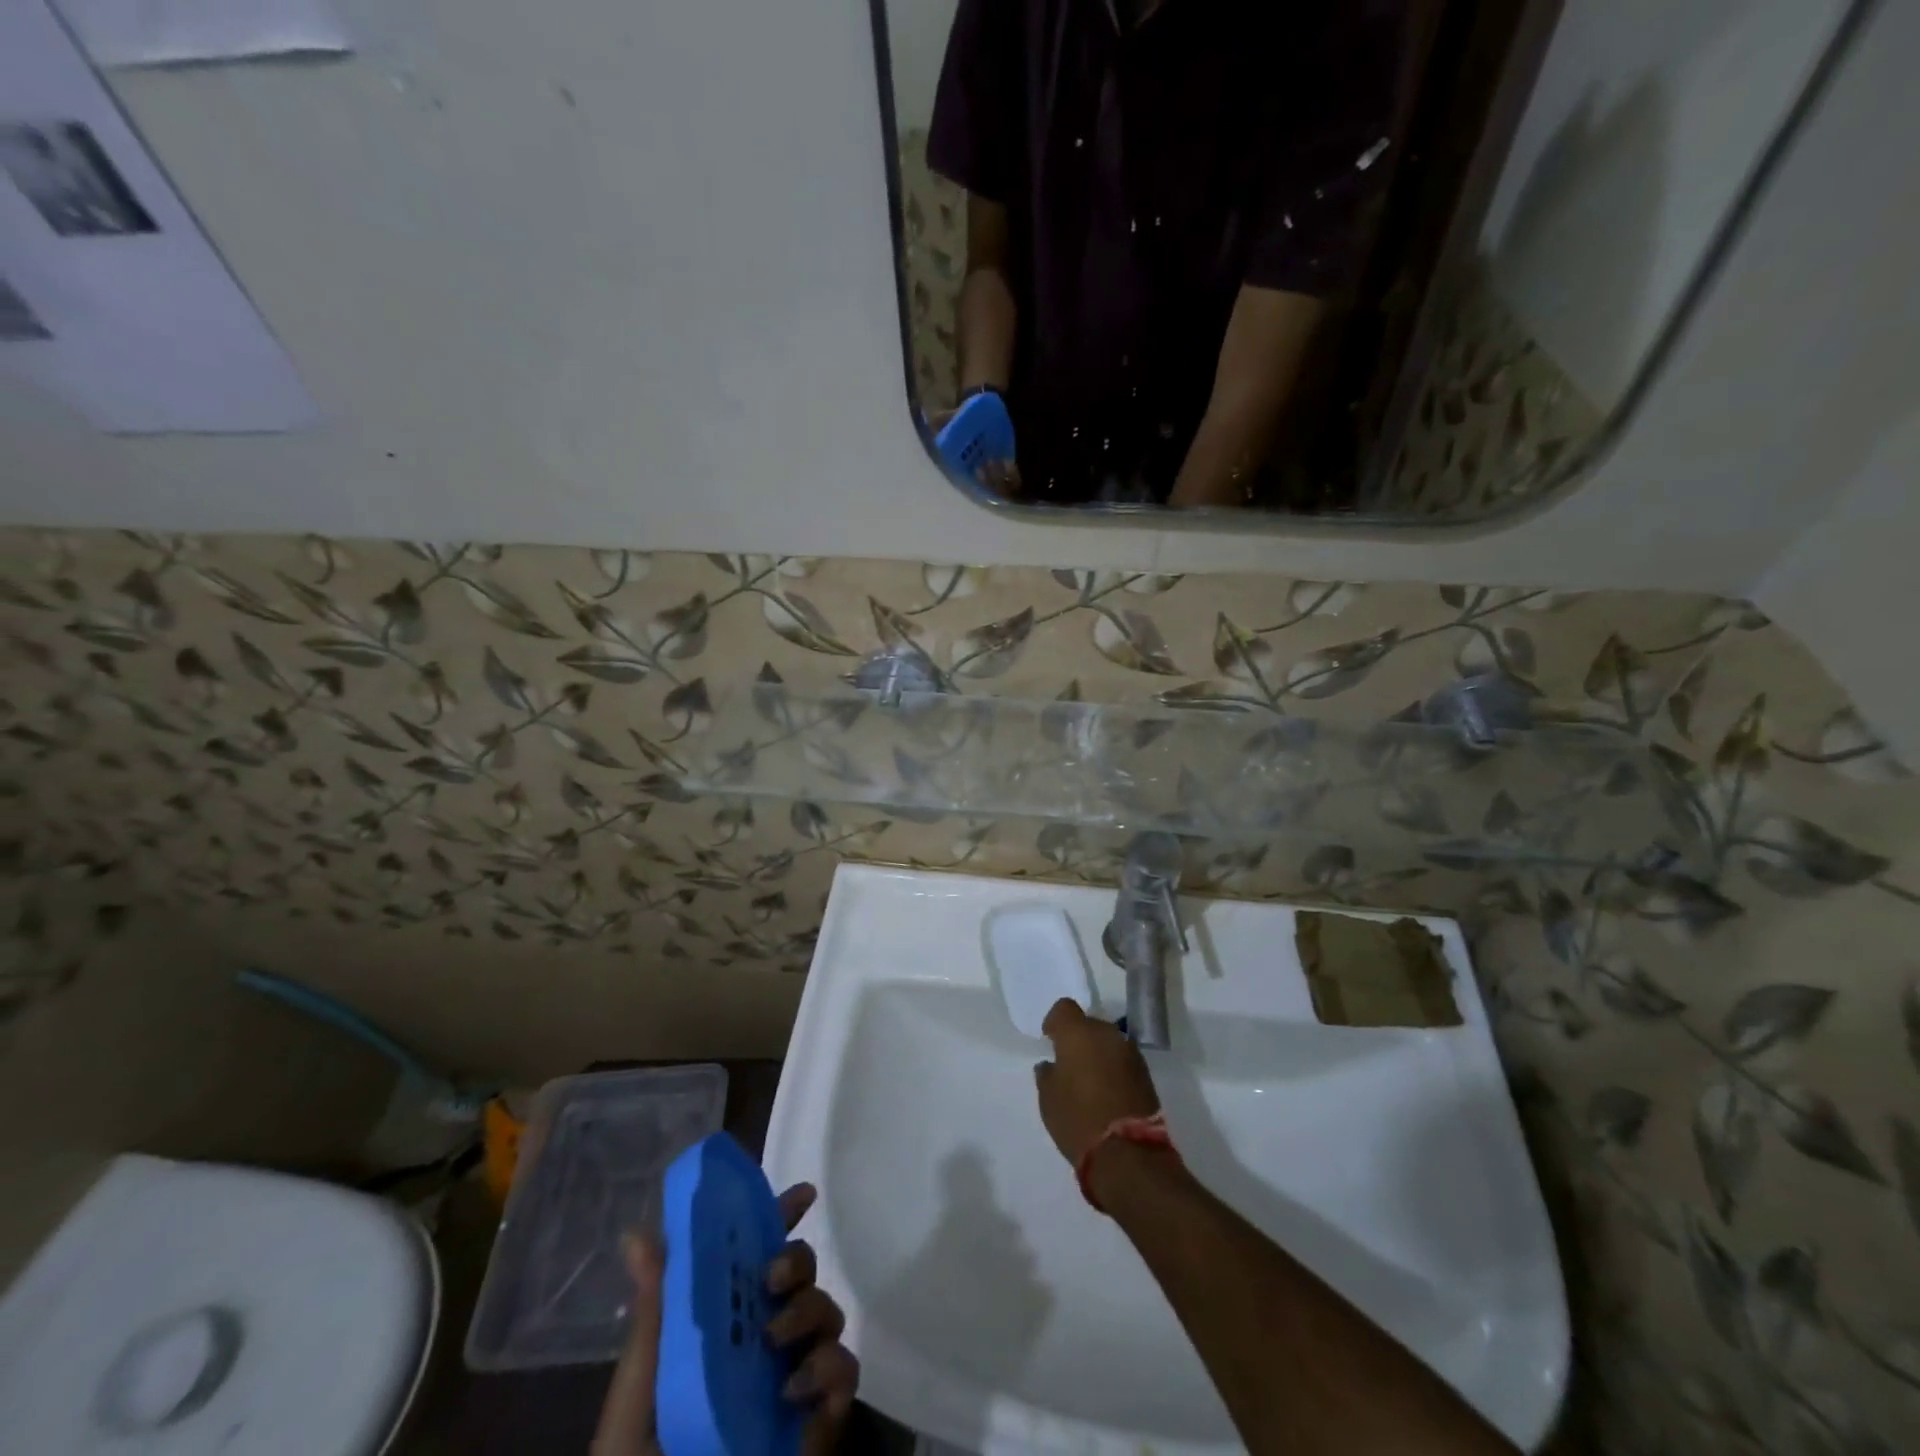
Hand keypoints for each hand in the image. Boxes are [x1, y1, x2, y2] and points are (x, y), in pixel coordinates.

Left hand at [592, 1182, 859, 1455]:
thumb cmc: (643, 1455)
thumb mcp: (640, 1385)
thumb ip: (654, 1311)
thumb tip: (636, 1233)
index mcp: (723, 1320)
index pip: (758, 1253)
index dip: (782, 1216)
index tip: (802, 1194)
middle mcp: (763, 1338)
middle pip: (801, 1273)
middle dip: (797, 1260)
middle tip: (771, 1279)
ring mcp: (794, 1375)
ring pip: (827, 1312)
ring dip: (810, 1312)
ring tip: (774, 1346)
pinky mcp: (818, 1418)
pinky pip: (845, 1371)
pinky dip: (831, 1368)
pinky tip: (796, 1390)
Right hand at [1033, 999, 1160, 1166]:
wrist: (1128, 1153)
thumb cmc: (1078, 1119)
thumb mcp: (1049, 1099)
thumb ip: (1048, 1074)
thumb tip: (1051, 1065)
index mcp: (1078, 1033)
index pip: (1064, 1008)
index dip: (1055, 1022)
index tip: (1050, 1040)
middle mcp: (1106, 1034)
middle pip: (1089, 1024)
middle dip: (1078, 1038)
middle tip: (1069, 1063)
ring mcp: (1130, 1052)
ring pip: (1108, 1042)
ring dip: (1098, 1054)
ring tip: (1089, 1080)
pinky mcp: (1146, 1073)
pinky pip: (1122, 1060)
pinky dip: (1113, 1069)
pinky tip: (1106, 1091)